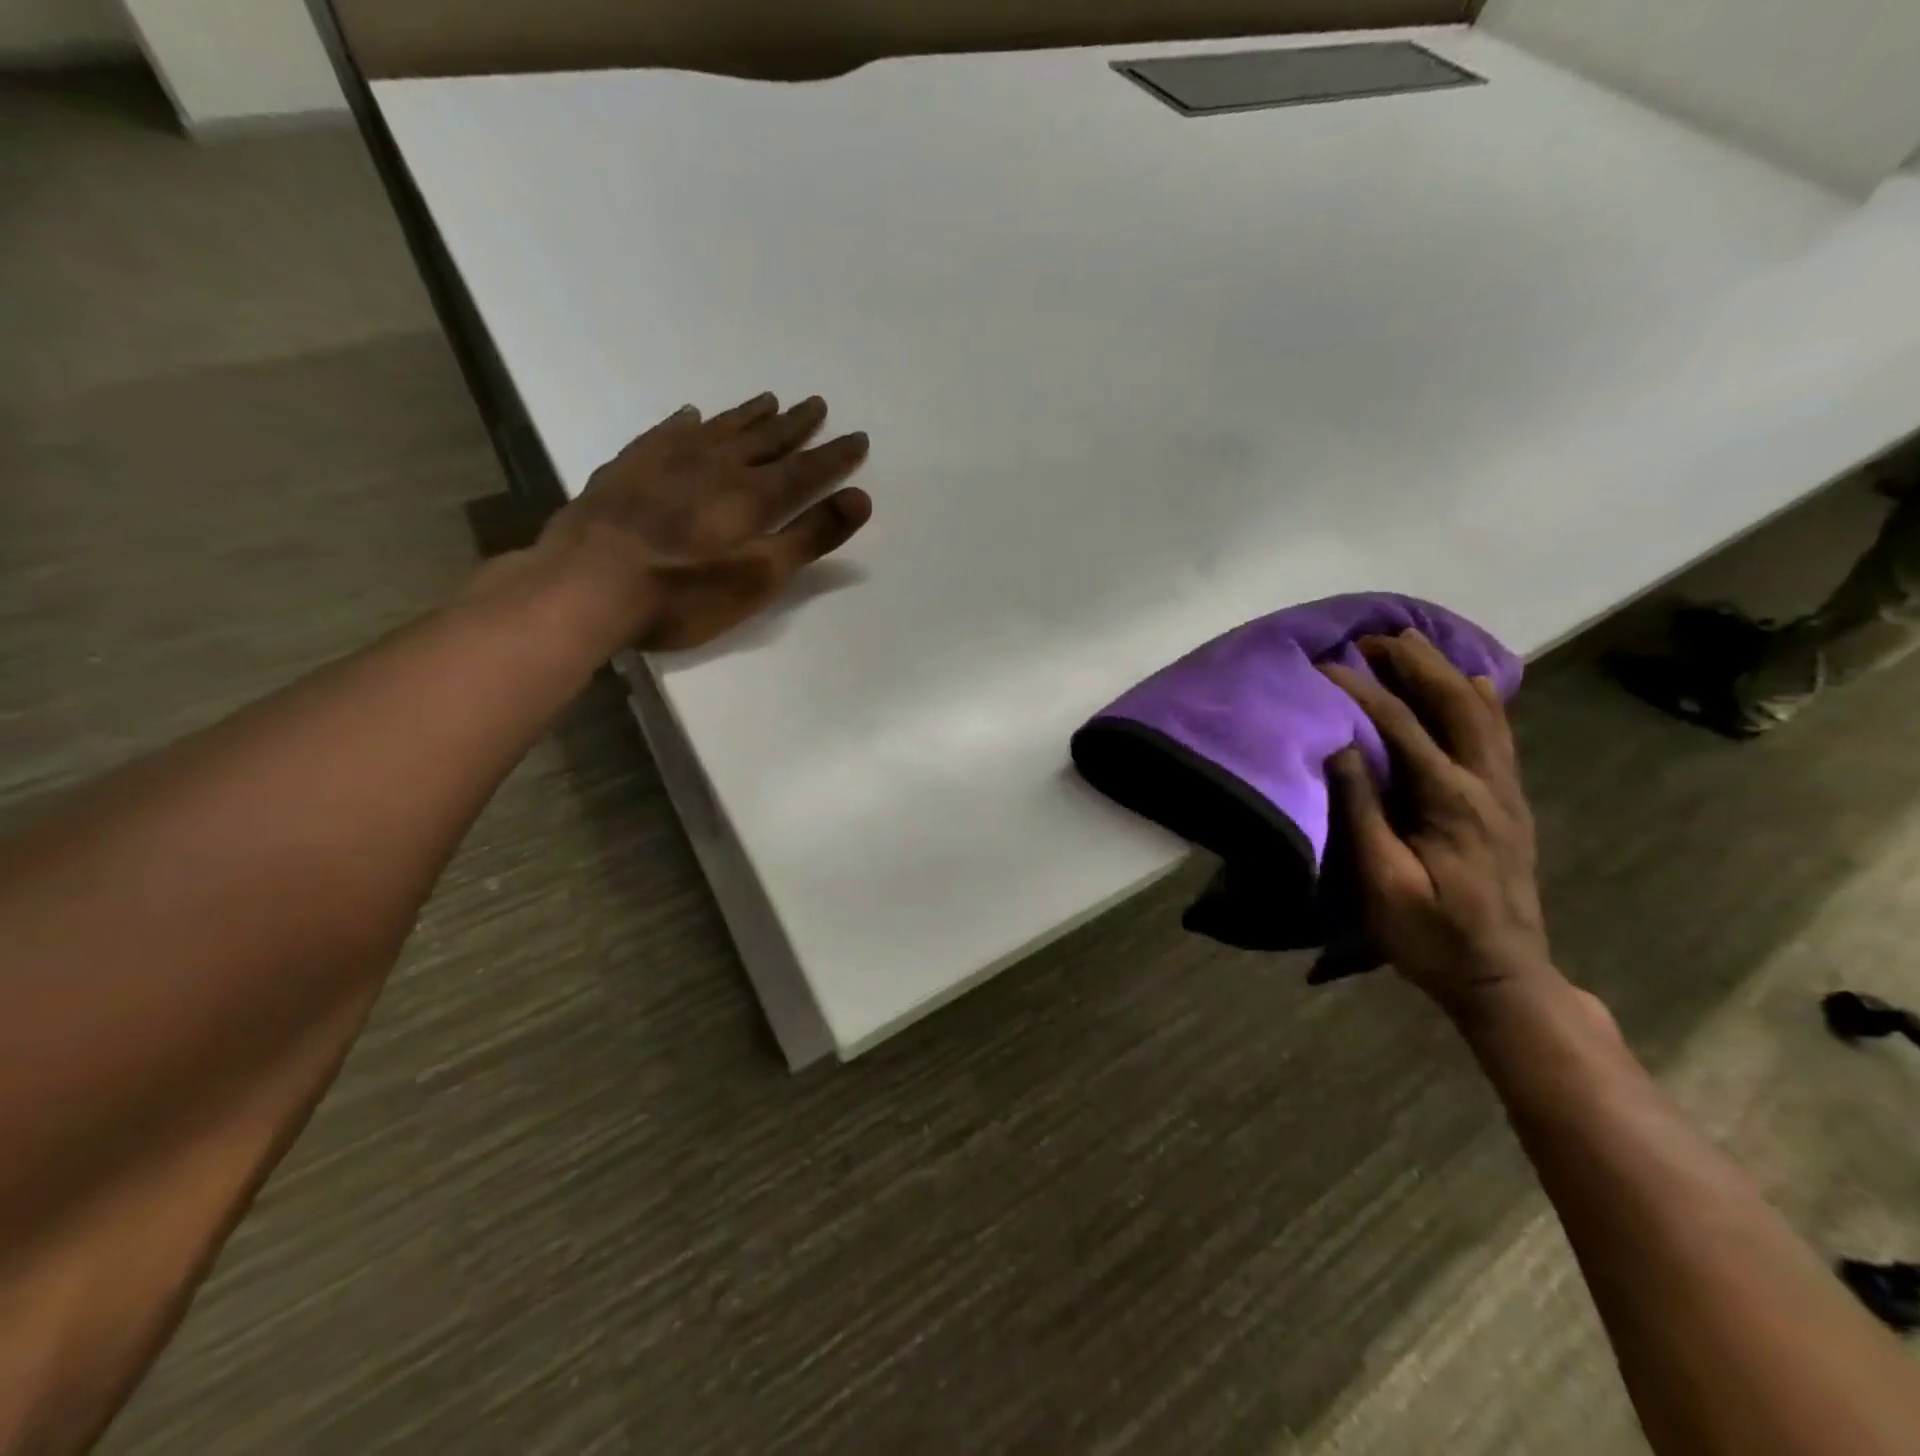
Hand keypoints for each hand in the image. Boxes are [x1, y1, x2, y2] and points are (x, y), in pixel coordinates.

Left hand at [525, 392, 872, 651]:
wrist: (587, 585)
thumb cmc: (683, 593)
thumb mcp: (759, 577)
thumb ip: (809, 537)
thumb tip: (860, 498)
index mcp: (751, 496)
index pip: (805, 470)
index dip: (834, 457)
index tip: (858, 436)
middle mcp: (715, 466)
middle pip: (764, 440)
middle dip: (794, 425)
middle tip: (816, 404)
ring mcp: (667, 462)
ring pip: (719, 429)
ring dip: (748, 416)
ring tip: (769, 400)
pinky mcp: (628, 468)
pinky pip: (666, 433)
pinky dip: (686, 423)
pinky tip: (691, 416)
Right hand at [1320, 631, 1557, 1016]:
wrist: (1503, 977)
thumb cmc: (1430, 935)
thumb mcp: (1382, 883)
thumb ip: (1362, 812)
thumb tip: (1341, 746)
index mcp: (1451, 801)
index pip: (1402, 726)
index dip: (1361, 690)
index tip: (1324, 665)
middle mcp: (1487, 783)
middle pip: (1455, 702)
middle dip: (1413, 663)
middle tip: (1372, 637)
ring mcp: (1506, 791)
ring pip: (1484, 712)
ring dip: (1445, 671)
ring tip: (1411, 644)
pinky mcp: (1510, 802)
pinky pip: (1499, 734)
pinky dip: (1483, 699)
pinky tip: (1474, 682)